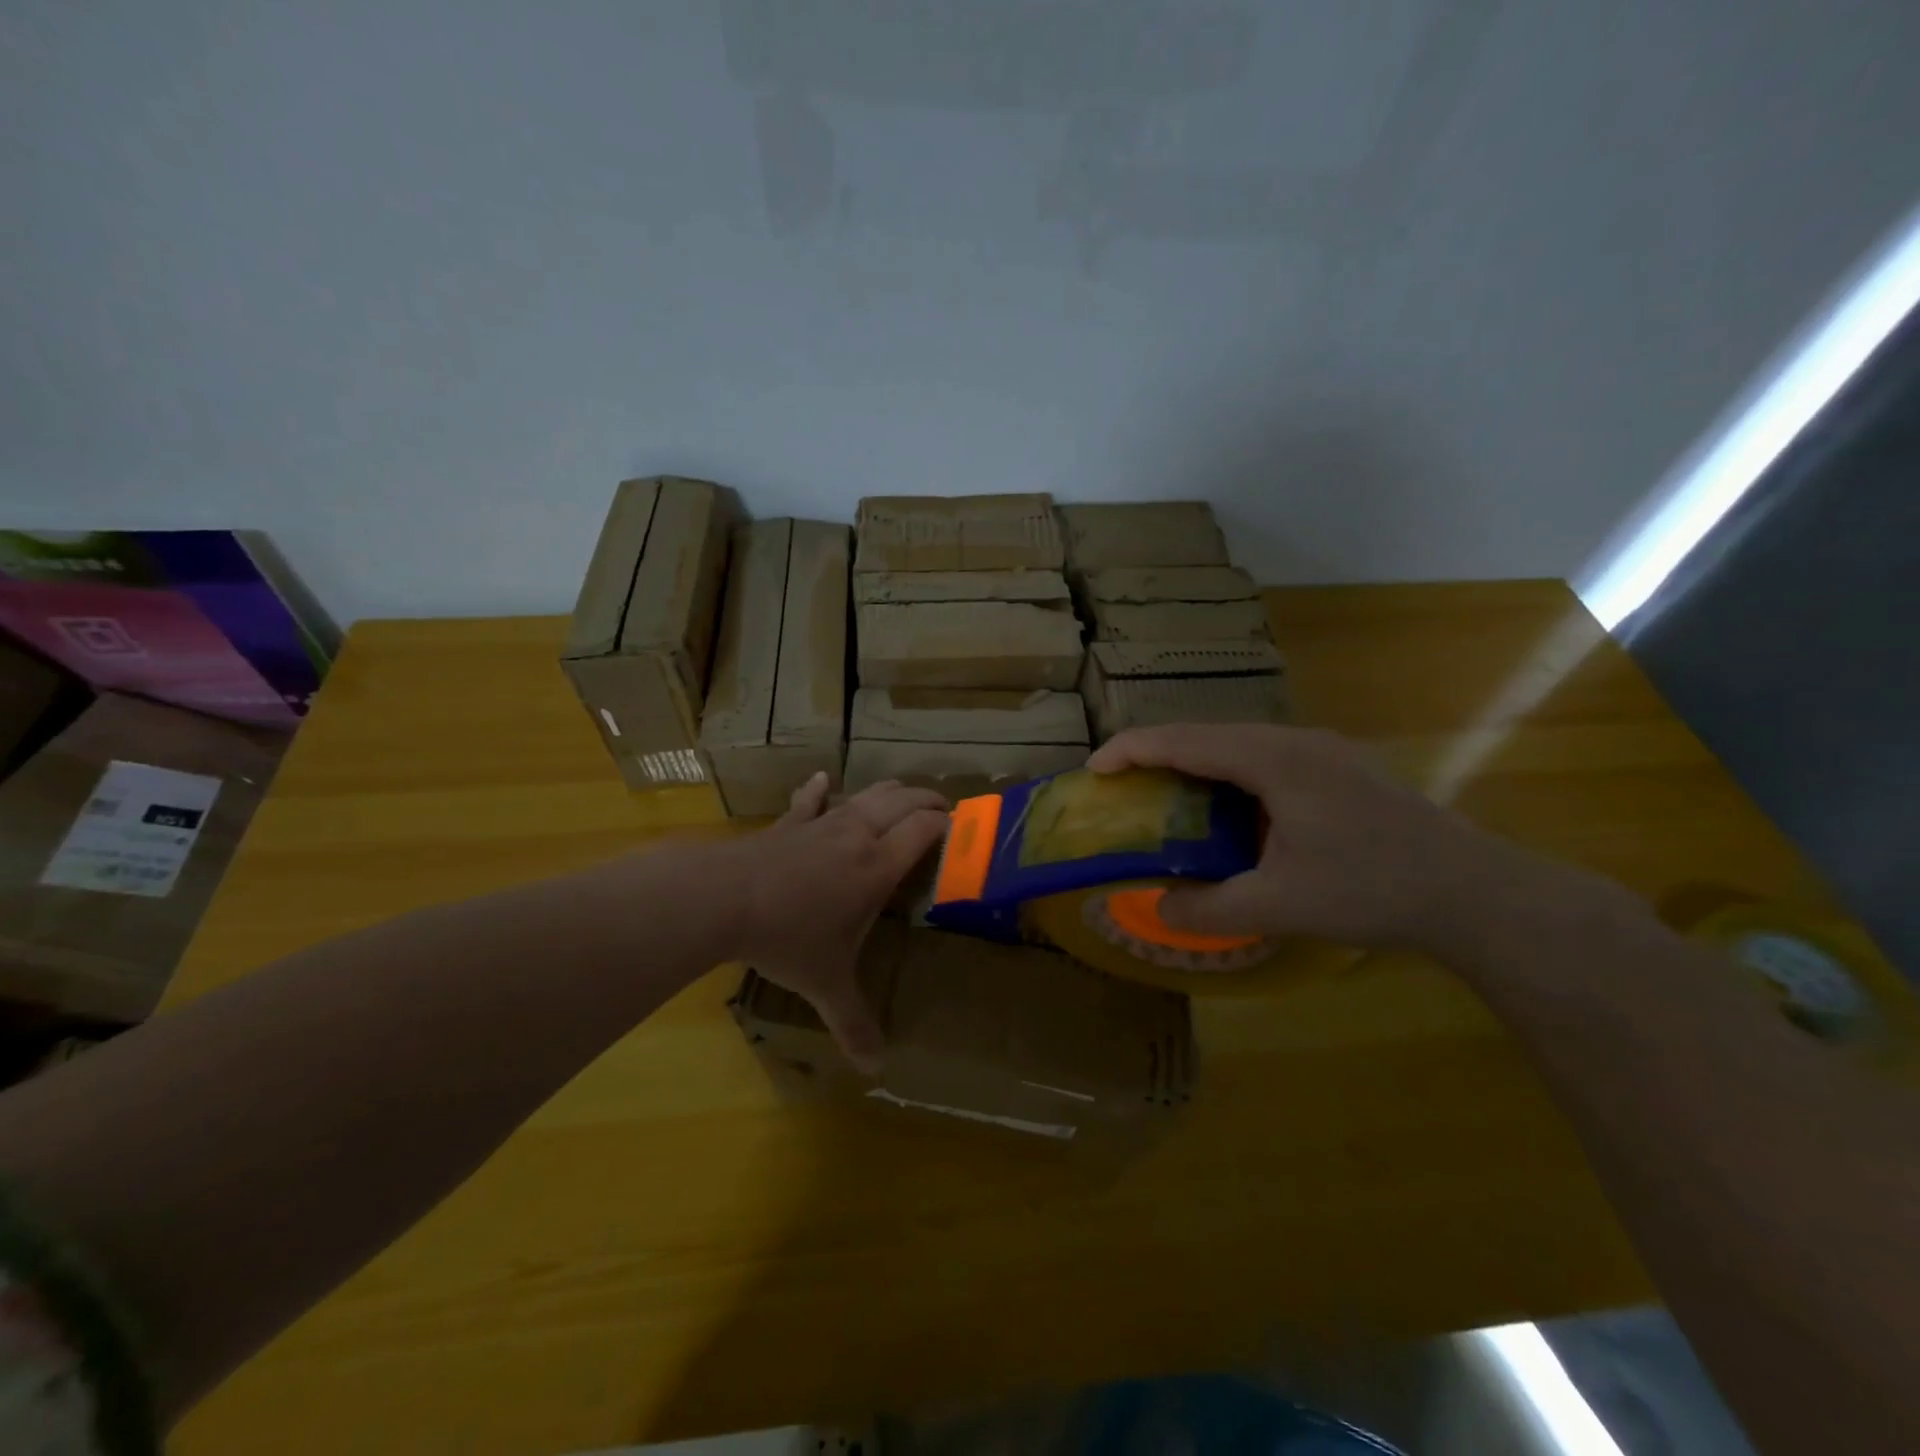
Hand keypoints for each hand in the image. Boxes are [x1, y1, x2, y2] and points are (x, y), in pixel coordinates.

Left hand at [725, 774, 947, 1071]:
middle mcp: (858, 834)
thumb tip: (877, 1068)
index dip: (946, 824)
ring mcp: (822, 823)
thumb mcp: (827, 984)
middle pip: (903, 801)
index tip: (961, 828)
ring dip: (890, 791)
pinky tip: (823, 780)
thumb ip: (854, 1023)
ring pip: (866, 794)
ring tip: (903, 794)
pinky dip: (820, 789)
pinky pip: (810, 799)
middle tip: (944, 808)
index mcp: (878, 865)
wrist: (724, 898)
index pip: (925, 829)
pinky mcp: (790, 823)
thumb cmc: (788, 937)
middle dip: (928, 800)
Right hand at [1087, 723, 1533, 952]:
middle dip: (1158, 754)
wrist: (1475, 892)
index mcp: (1272, 759)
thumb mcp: (1278, 906)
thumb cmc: (1370, 890)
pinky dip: (1229, 774)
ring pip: (1238, 744)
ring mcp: (1322, 751)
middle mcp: (1294, 741)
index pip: (1184, 740)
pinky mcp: (1341, 768)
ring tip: (1167, 795)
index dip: (1132, 750)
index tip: (1093, 771)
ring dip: (1195, 763)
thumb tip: (1156, 907)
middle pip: (1207, 734)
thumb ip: (1207, 908)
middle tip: (1122, 785)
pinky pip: (1265, 758)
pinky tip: (1229, 810)